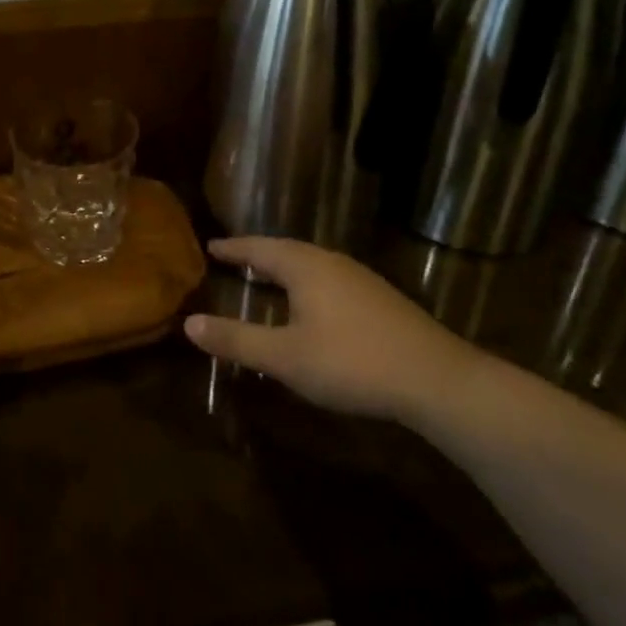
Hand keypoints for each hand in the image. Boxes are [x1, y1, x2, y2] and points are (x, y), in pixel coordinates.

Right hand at [184, 237, 482, 428]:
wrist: (436, 379)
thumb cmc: (352, 362)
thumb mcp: (285, 357)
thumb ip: (237, 339)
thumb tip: (188, 323)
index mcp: (305, 266)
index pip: (259, 248)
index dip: (233, 248)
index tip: (211, 245)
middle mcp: (331, 262)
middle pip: (286, 251)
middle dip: (259, 254)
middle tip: (235, 258)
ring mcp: (360, 279)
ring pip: (312, 264)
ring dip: (285, 268)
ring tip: (267, 277)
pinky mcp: (380, 299)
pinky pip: (329, 279)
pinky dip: (307, 283)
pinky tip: (312, 304)